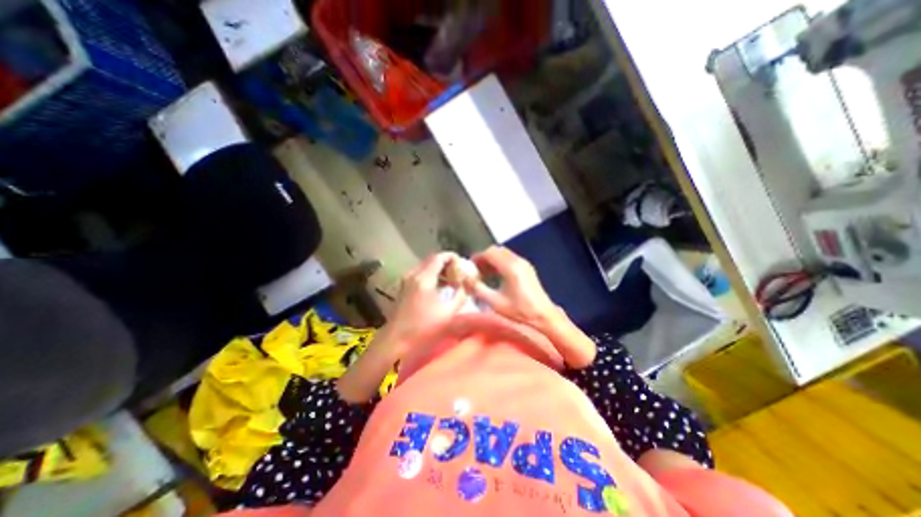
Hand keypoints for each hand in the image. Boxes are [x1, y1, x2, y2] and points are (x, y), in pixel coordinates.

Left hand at [382, 252, 468, 350]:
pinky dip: (430, 276)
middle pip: (431, 260)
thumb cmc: (423, 329)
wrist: (395, 342)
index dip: (453, 257)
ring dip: (438, 270)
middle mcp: (413, 274)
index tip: (463, 265)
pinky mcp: (403, 288)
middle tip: (458, 273)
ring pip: (425, 267)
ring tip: (451, 281)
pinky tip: (438, 289)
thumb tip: (467, 286)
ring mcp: (406, 281)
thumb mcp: (448, 313)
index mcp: (424, 278)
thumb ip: (460, 295)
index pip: (440, 257)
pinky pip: (419, 274)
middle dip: (447, 263)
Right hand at [468, 245, 561, 330]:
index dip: (477, 258)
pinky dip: (500, 262)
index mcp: (510, 267)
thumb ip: (478, 289)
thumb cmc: (519, 311)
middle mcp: (518, 261)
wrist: (544, 315)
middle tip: (476, 271)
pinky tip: (496, 276)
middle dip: (484, 258)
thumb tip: (465, 279)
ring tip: (484, 274)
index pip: (489, 253)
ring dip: (492, 260)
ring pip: (503, 253)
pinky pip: (510, 258)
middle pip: (496, 250)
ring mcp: (524, 263)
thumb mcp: (495, 302)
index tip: (469, 267)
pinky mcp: (527, 268)